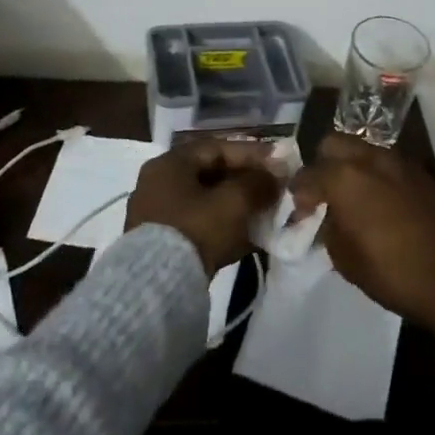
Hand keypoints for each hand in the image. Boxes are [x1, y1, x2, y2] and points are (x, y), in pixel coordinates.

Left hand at [126, 139, 283, 274]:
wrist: (157, 286)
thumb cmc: (195, 230)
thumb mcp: (233, 202)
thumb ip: (258, 183)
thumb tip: (277, 174)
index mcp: (170, 164)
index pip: (216, 148)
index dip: (251, 153)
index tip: (278, 162)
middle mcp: (158, 183)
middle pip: (211, 175)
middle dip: (246, 182)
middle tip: (273, 189)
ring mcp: (157, 215)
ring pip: (206, 202)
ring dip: (237, 207)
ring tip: (266, 214)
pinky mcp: (162, 244)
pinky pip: (199, 226)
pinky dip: (224, 228)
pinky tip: (249, 238)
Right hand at [291, 133, 434, 334]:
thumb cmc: (394, 274)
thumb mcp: (346, 260)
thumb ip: (329, 228)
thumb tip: (328, 215)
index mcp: (345, 177)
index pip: (308, 174)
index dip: (299, 194)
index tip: (300, 212)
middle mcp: (371, 159)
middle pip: (334, 143)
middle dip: (323, 164)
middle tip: (325, 193)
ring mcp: (400, 163)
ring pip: (364, 149)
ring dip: (352, 166)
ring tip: (353, 196)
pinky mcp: (423, 174)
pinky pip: (389, 164)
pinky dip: (377, 175)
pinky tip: (381, 202)